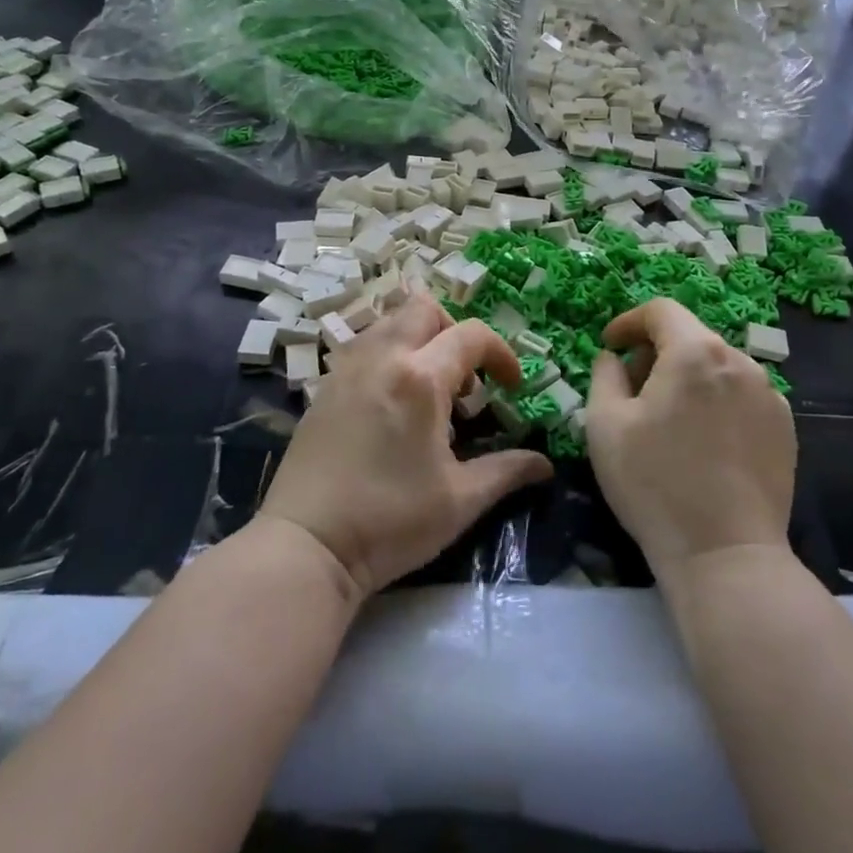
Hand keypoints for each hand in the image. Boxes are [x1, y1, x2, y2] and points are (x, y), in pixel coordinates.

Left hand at [259, 293, 553, 601]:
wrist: (307, 545)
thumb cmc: (390, 521)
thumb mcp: (460, 501)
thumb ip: (506, 471)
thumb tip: (545, 464)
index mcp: (420, 378)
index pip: (471, 335)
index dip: (502, 354)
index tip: (512, 388)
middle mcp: (382, 358)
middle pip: (424, 308)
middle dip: (455, 331)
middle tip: (466, 378)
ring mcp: (347, 369)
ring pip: (389, 321)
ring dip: (419, 339)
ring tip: (430, 389)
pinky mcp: (324, 387)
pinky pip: (364, 346)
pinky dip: (389, 355)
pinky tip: (393, 404)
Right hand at [585, 298, 795, 577]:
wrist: (725, 554)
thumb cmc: (654, 483)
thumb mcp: (605, 424)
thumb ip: (604, 374)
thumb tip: (615, 357)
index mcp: (695, 352)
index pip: (660, 311)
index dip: (629, 322)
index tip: (609, 346)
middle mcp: (740, 362)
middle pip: (690, 337)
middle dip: (655, 353)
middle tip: (631, 390)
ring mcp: (770, 395)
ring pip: (717, 367)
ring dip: (687, 378)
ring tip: (668, 420)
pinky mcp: (785, 428)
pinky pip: (741, 396)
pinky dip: (715, 401)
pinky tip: (703, 443)